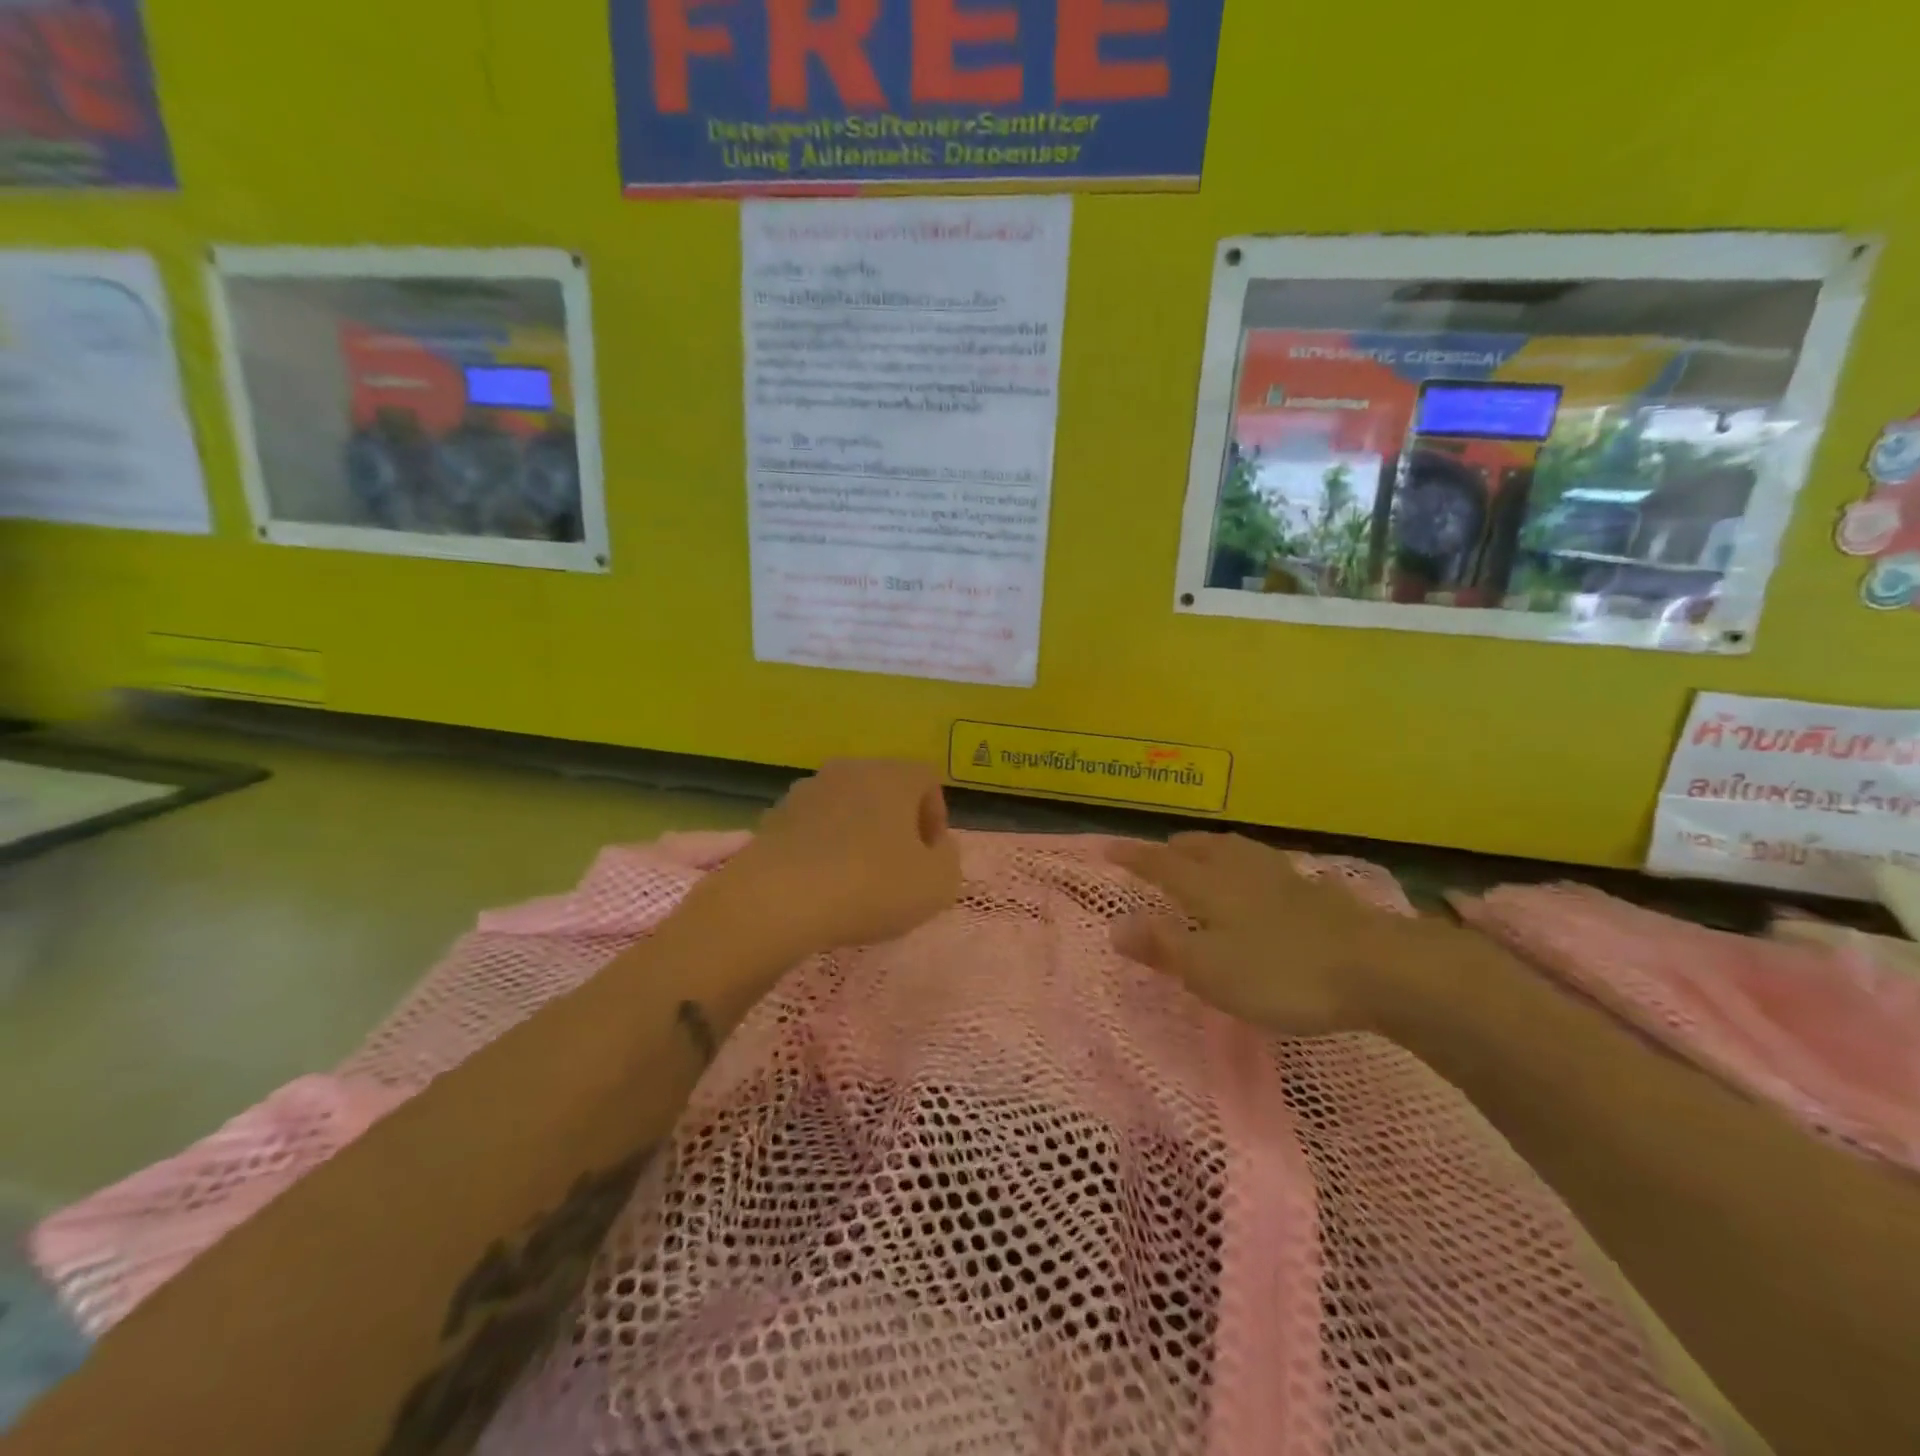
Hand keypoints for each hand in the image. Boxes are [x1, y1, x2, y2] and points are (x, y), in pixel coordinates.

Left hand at [697, 759, 962, 956]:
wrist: (780, 899)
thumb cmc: (872, 885)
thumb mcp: (937, 884)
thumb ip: (948, 859)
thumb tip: (935, 848)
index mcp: (893, 775)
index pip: (927, 779)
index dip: (936, 816)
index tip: (930, 855)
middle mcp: (850, 769)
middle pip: (884, 788)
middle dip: (895, 823)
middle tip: (898, 866)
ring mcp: (807, 790)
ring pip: (845, 806)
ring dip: (856, 833)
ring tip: (855, 878)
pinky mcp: (774, 816)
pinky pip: (811, 827)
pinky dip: (821, 847)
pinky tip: (820, 883)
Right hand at [1107, 833, 1407, 1034]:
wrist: (1376, 967)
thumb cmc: (1281, 972)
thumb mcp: (1210, 970)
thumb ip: (1162, 946)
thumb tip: (1115, 925)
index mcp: (1209, 887)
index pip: (1161, 865)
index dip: (1133, 857)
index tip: (1109, 848)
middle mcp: (1240, 871)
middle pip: (1200, 848)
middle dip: (1174, 848)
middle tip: (1159, 852)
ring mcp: (1281, 877)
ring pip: (1235, 850)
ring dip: (1210, 848)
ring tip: (1203, 853)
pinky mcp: (1314, 891)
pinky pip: (1264, 863)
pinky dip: (1245, 862)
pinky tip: (1259, 878)